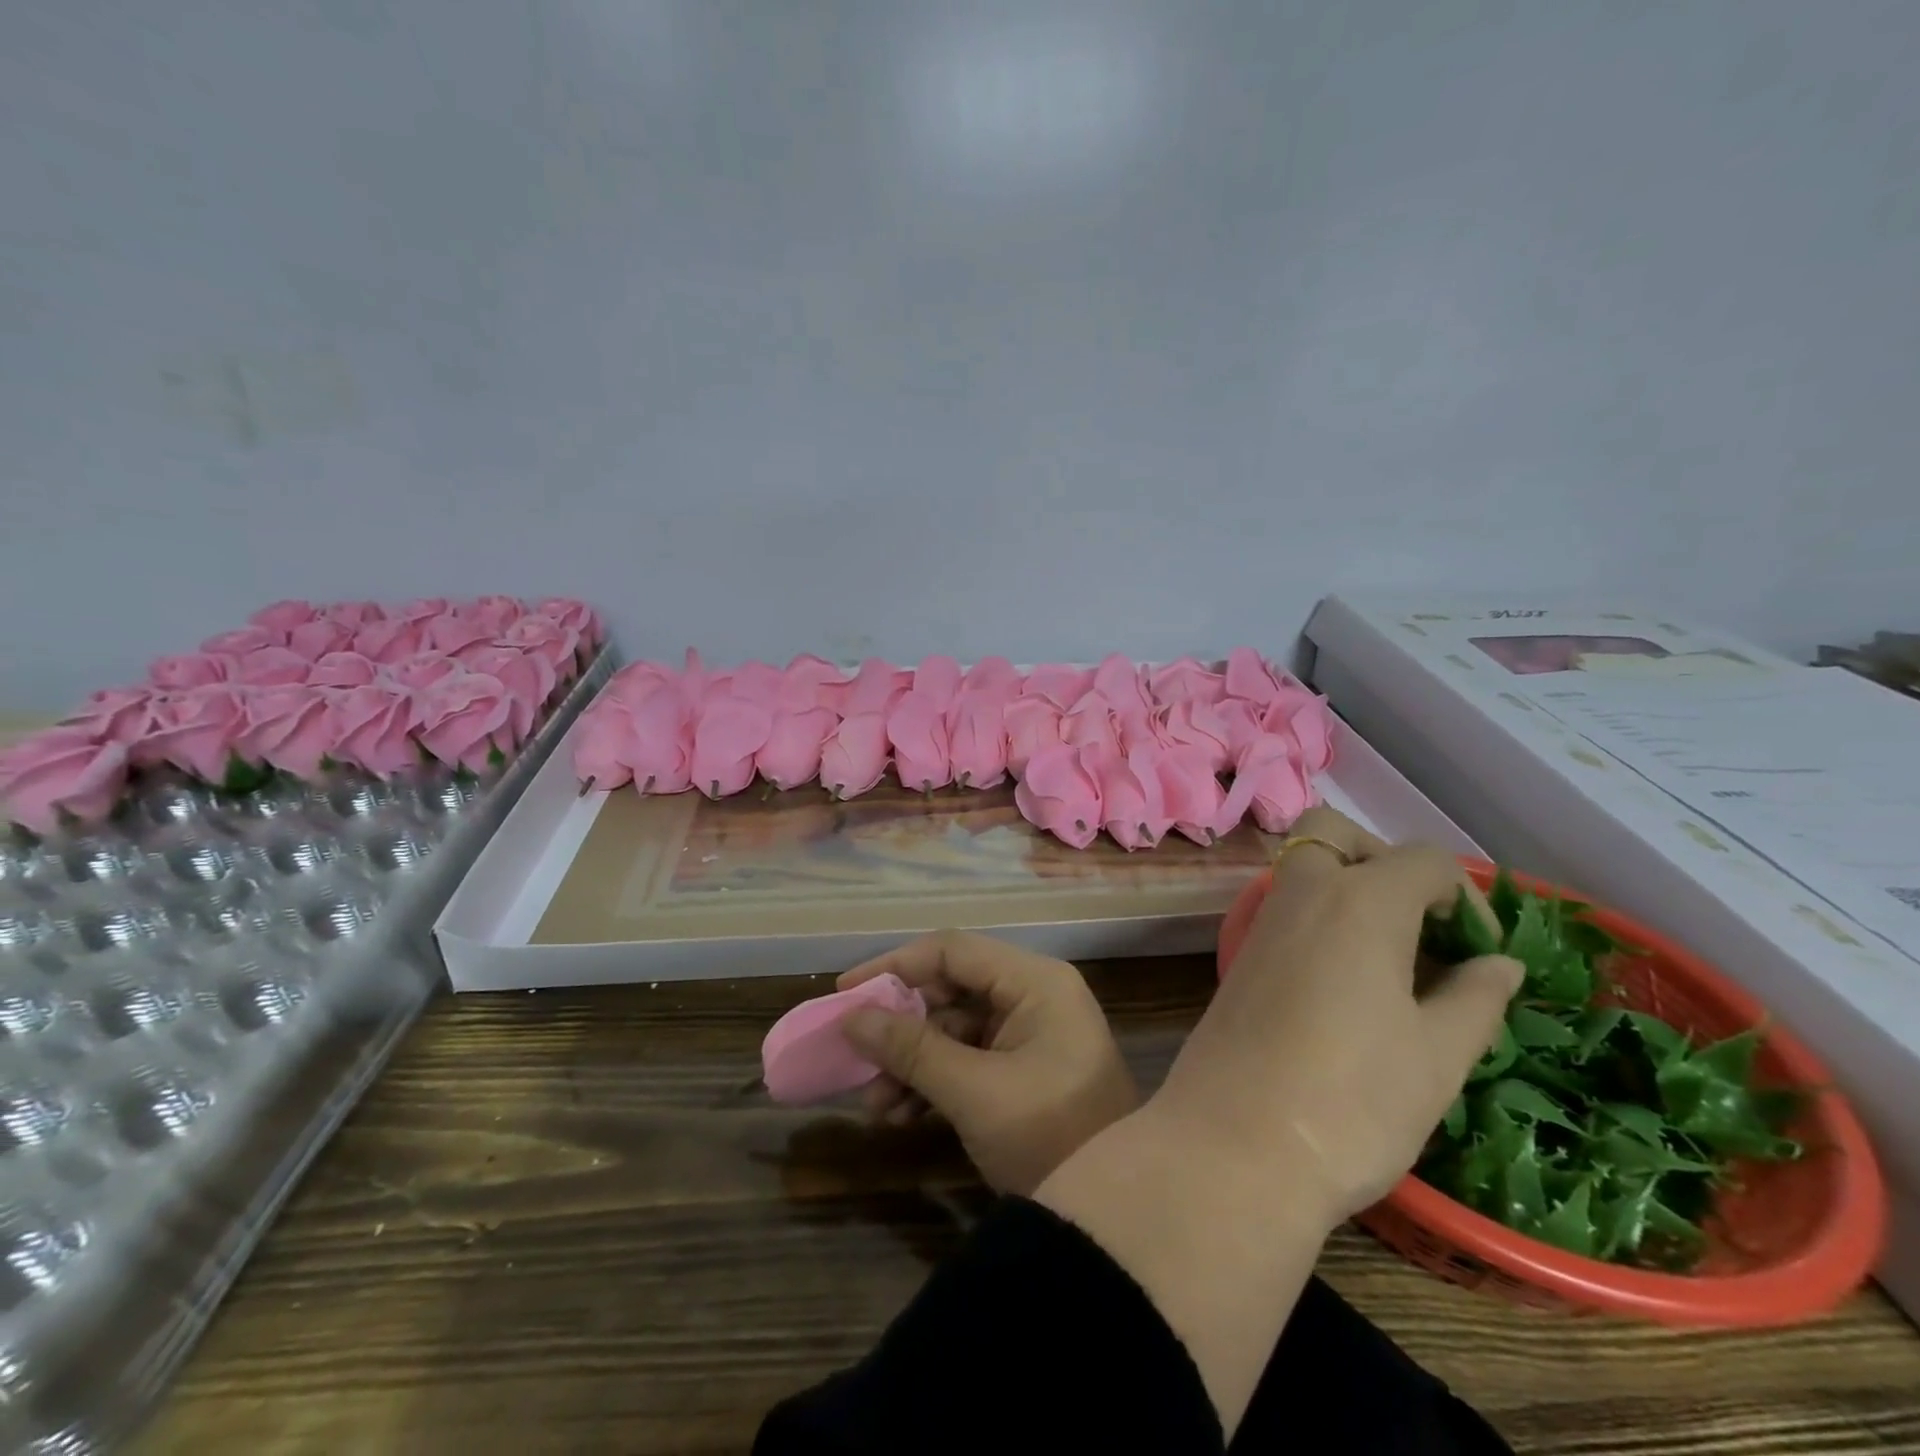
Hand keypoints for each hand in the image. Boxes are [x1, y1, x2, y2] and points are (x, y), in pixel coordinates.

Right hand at [835, 931, 1137, 1195]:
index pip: (952, 950)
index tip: (846, 993)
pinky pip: (967, 1059)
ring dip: (911, 1062)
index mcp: (1035, 982)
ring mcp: (1030, 1033)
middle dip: (901, 1027)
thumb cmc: (1051, 1138)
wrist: (1117, 1220)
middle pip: (951, 989)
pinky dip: (933, 1082)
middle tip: (856, 1056)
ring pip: (954, 1029)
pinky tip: (900, 1116)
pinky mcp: (1023, 1069)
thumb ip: (912, 1050)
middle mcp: (1033, 995)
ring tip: (875, 1106)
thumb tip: (852, 1018)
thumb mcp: (974, 1093)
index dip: (895, 966)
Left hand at [1154, 807, 1519, 1226]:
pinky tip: (1348, 978)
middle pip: (1337, 834)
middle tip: (1422, 925)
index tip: (1485, 955)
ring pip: (1305, 866)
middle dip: (1385, 860)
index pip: (1424, 859)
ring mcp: (1262, 921)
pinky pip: (1286, 906)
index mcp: (1359, 900)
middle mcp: (1302, 893)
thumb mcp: (1437, 1055)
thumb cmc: (1352, 1100)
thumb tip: (1500, 963)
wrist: (1234, 1142)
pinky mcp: (1240, 953)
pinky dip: (1320, 915)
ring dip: (1350, 886)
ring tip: (1394, 958)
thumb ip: (1475, 998)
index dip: (1468, 898)